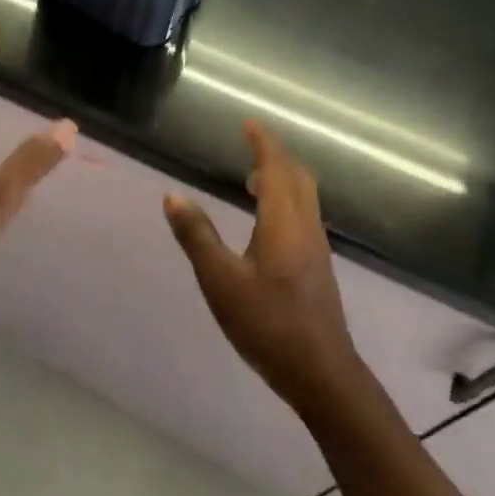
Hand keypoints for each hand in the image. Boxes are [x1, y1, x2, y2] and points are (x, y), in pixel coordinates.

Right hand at [163, 120, 363, 419]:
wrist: (321, 372)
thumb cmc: (267, 323)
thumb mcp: (221, 281)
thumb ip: (197, 236)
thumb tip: (173, 196)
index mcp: (284, 222)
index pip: (276, 168)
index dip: (263, 142)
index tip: (249, 123)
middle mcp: (306, 227)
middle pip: (298, 177)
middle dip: (276, 155)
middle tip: (251, 143)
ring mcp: (316, 248)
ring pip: (304, 197)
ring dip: (282, 178)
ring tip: (253, 177)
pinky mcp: (317, 267)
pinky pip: (303, 215)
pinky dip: (286, 200)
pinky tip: (267, 220)